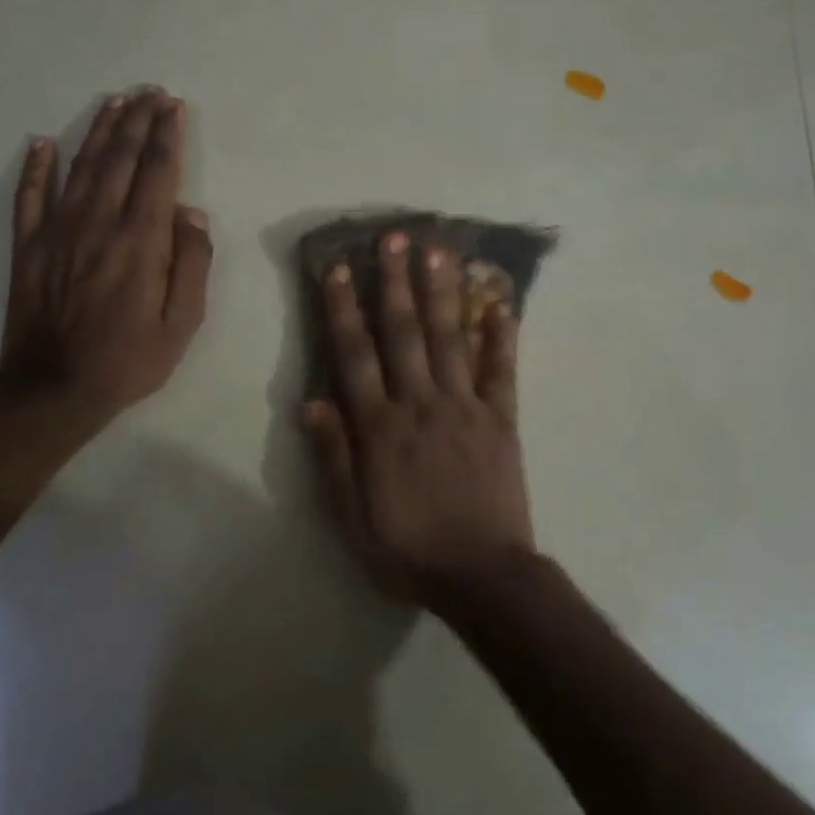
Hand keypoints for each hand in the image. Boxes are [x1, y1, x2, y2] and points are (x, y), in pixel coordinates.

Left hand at [0, 88, 211, 422]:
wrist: (53, 390)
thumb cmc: (129, 360)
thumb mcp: (182, 324)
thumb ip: (191, 264)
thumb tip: (191, 214)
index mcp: (140, 241)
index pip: (158, 174)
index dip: (167, 136)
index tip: (174, 107)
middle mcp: (99, 223)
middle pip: (121, 159)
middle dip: (138, 121)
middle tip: (150, 92)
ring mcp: (57, 231)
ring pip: (81, 167)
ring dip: (99, 131)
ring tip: (114, 102)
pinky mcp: (27, 246)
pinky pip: (29, 196)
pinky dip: (35, 167)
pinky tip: (42, 142)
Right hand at [302, 232, 536, 606]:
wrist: (483, 576)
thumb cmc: (409, 549)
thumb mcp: (352, 516)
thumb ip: (333, 457)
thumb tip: (312, 401)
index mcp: (380, 428)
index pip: (355, 356)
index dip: (343, 309)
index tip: (338, 269)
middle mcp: (420, 404)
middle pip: (404, 333)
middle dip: (395, 282)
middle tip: (394, 237)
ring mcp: (465, 408)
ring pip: (450, 339)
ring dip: (442, 292)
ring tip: (439, 251)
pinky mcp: (501, 420)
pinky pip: (502, 371)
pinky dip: (503, 336)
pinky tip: (501, 303)